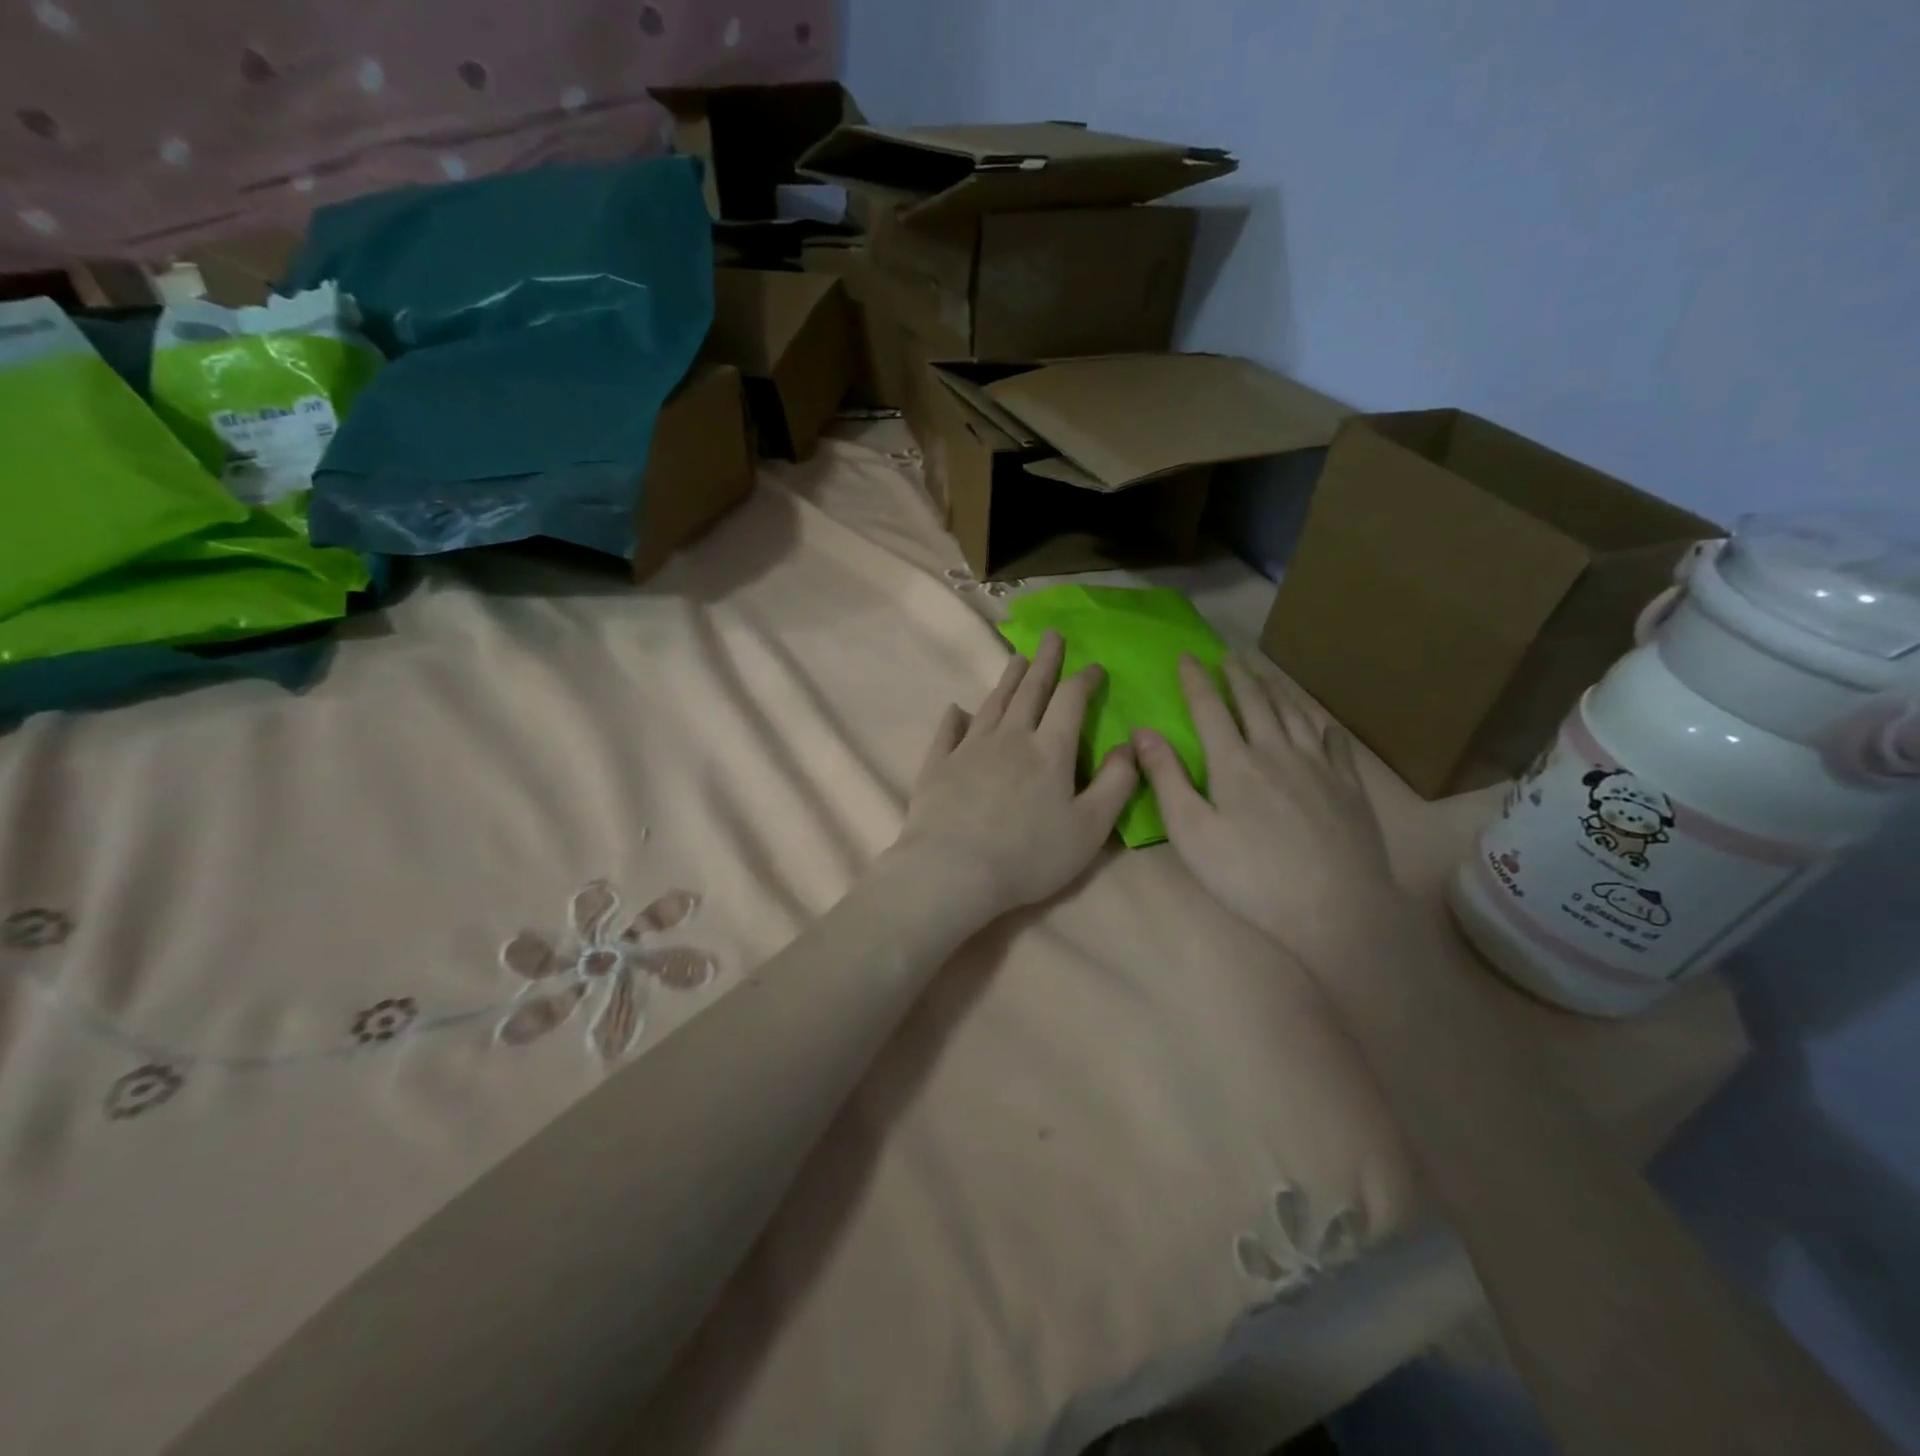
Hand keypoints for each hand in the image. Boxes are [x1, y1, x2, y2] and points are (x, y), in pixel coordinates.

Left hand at [891, 631, 1137, 924]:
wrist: (954, 870)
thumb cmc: (1030, 855)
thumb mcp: (1090, 828)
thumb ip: (1115, 784)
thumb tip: (1128, 745)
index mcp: (1050, 751)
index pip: (1071, 701)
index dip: (1085, 680)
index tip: (1095, 667)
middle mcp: (1010, 738)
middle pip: (1030, 691)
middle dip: (1045, 662)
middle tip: (1051, 636)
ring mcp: (969, 749)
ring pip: (992, 704)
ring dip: (1007, 680)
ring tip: (1017, 659)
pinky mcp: (938, 766)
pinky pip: (948, 733)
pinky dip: (955, 718)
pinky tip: (957, 709)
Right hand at [1132, 656, 1402, 959]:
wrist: (1334, 909)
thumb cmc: (1250, 876)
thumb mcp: (1191, 832)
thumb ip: (1166, 778)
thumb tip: (1142, 731)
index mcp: (1234, 762)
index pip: (1210, 708)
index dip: (1196, 680)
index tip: (1186, 656)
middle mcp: (1278, 751)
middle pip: (1256, 702)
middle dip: (1238, 676)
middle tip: (1229, 655)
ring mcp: (1319, 766)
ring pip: (1295, 714)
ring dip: (1276, 690)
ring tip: (1265, 675)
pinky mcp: (1349, 787)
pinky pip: (1335, 742)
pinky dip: (1321, 724)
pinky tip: (1319, 722)